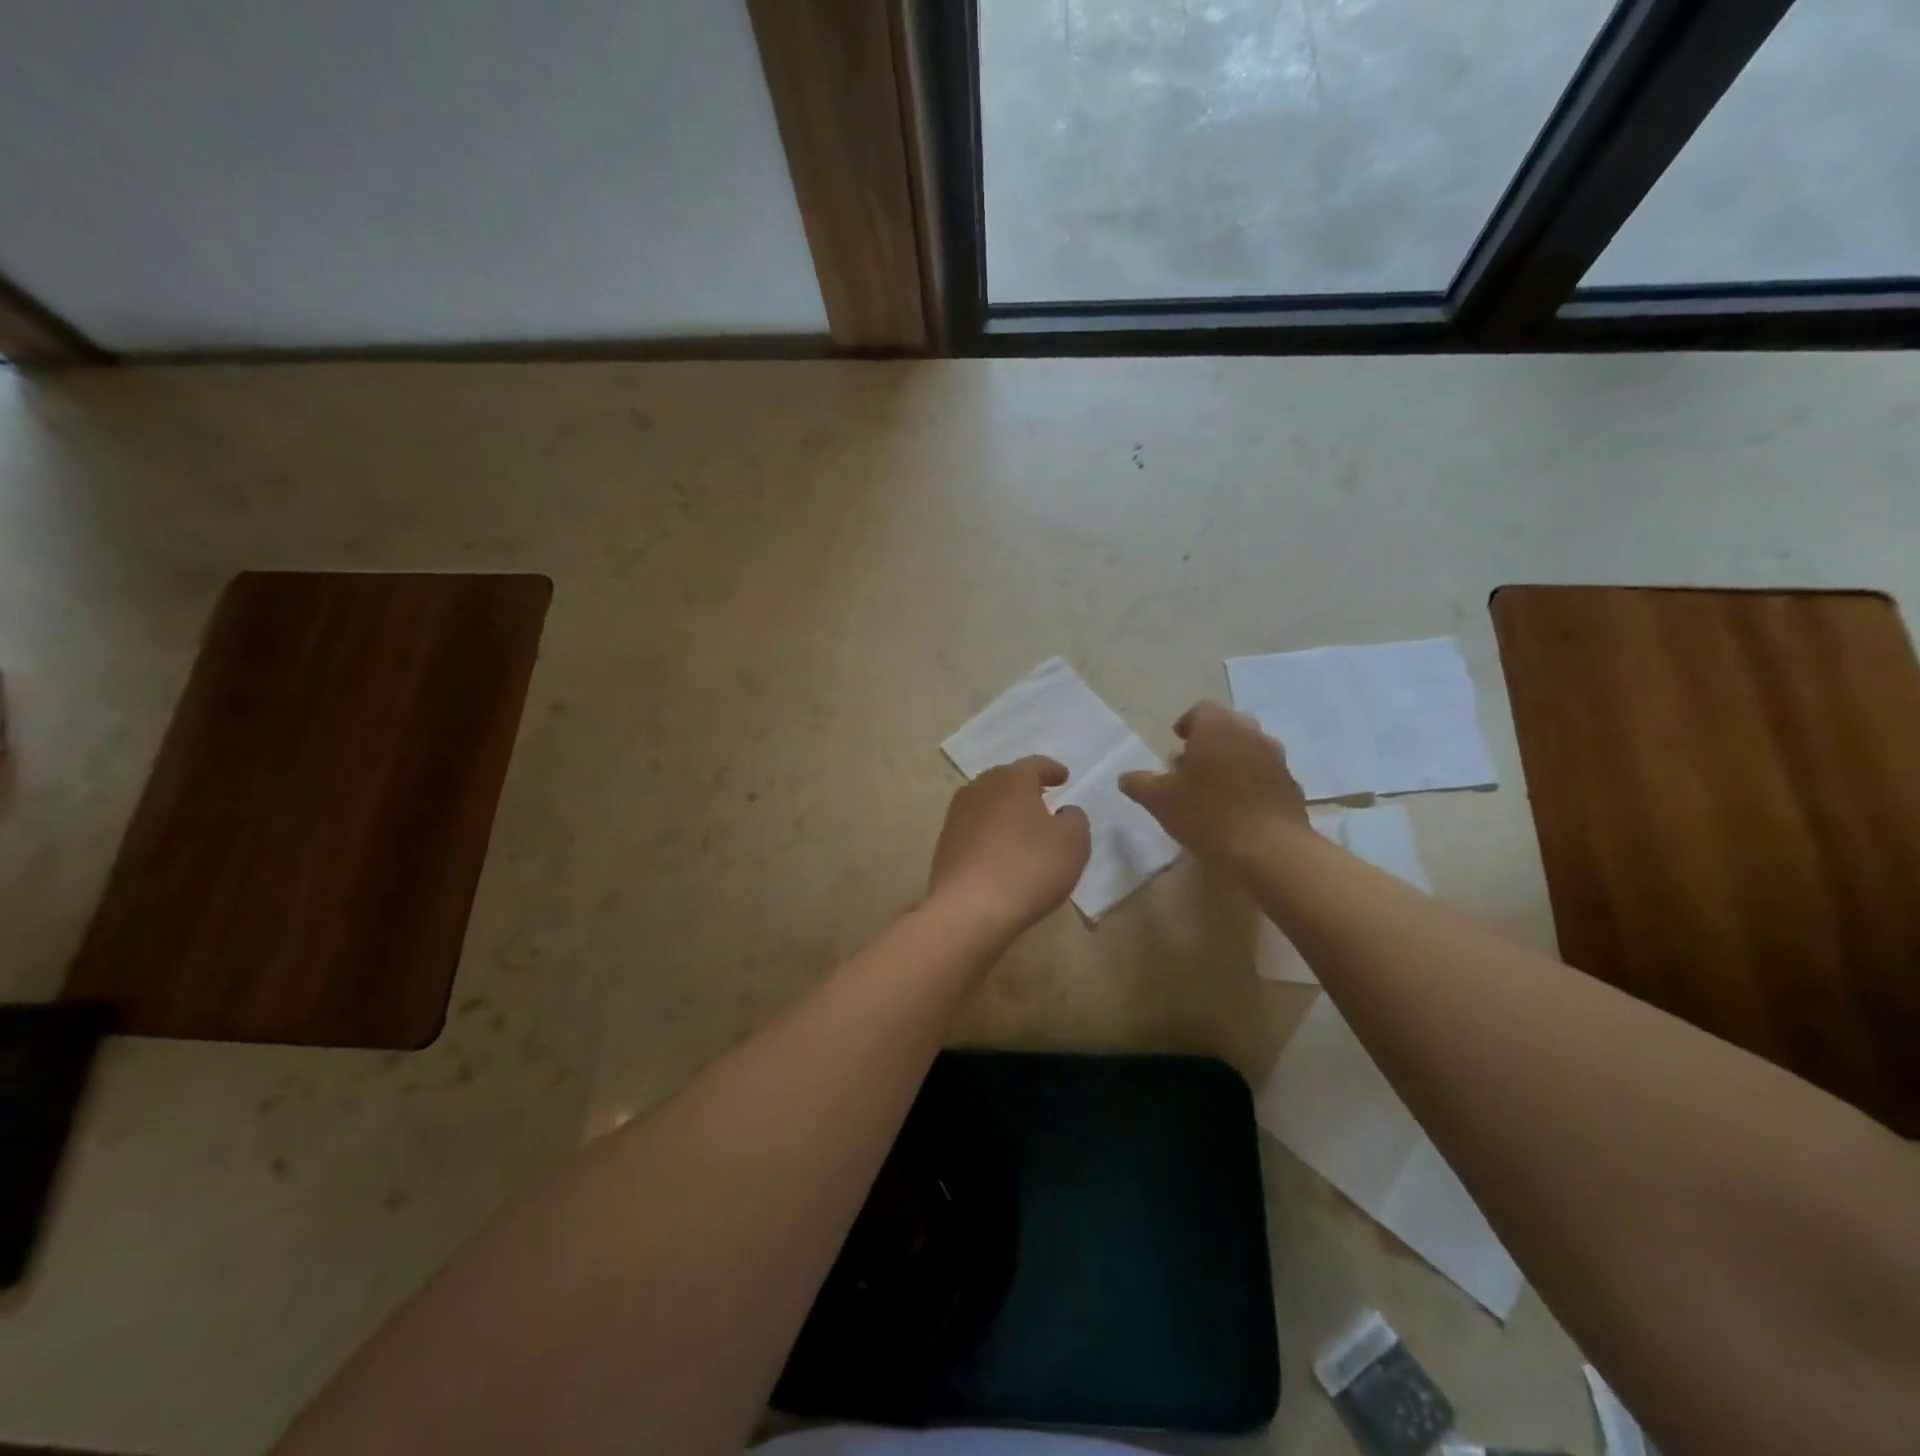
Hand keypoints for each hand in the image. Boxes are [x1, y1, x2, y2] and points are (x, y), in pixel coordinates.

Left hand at [928, 756, 1091, 938]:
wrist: (969, 909)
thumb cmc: (1029, 867)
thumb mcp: (1073, 843)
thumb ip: (1074, 820)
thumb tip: (1064, 813)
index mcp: (1010, 780)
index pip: (1035, 765)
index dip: (1052, 770)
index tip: (1064, 776)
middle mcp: (978, 789)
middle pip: (1005, 781)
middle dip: (1025, 788)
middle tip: (1043, 798)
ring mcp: (956, 817)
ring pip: (987, 804)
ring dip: (1005, 811)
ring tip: (1022, 827)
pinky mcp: (944, 845)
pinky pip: (975, 830)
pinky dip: (990, 835)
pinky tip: (1001, 852)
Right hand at [1119, 702, 1308, 865]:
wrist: (1270, 849)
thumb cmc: (1207, 814)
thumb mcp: (1159, 800)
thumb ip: (1139, 783)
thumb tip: (1125, 777)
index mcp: (1218, 728)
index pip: (1202, 709)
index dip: (1187, 722)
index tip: (1176, 741)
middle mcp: (1251, 734)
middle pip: (1229, 726)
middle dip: (1210, 740)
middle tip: (1191, 764)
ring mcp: (1276, 760)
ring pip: (1250, 749)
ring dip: (1232, 760)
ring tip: (1214, 787)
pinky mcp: (1291, 786)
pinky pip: (1266, 775)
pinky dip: (1251, 782)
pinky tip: (1238, 808)